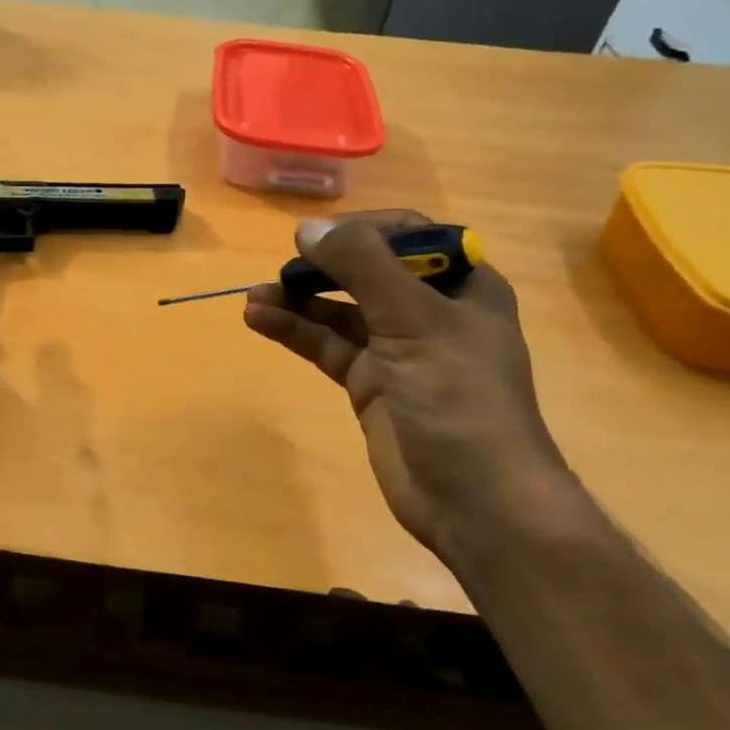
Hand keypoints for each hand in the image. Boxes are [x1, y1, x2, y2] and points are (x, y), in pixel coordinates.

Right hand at [243, 210, 579, 555]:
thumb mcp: (415, 321)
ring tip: (254, 296)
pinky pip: (328, 348)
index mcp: (463, 287)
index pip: (410, 236)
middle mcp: (431, 313)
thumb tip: (308, 229)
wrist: (475, 500)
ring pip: (341, 312)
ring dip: (300, 301)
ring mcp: (399, 351)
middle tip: (281, 270)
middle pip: (369, 273)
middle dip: (323, 268)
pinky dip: (297, 333)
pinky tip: (261, 320)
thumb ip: (362, 268)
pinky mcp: (372, 385)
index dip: (363, 230)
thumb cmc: (459, 399)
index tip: (318, 238)